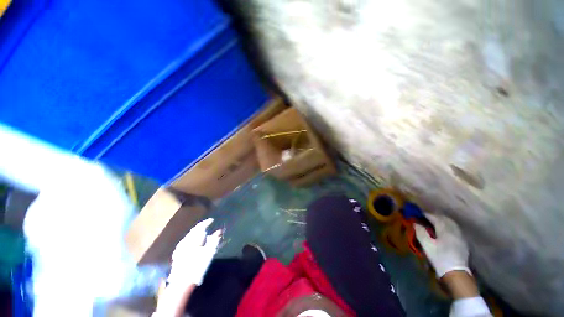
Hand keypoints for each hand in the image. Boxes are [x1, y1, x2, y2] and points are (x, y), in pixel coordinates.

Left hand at [167, 218, 221, 286]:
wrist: (181, 282)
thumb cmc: (197, 267)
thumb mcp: (208, 254)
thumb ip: (213, 241)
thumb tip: (219, 231)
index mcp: (192, 240)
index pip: (199, 227)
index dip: (206, 222)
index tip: (212, 220)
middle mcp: (184, 241)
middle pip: (193, 230)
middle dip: (201, 227)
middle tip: (207, 225)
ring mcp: (179, 248)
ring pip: (189, 235)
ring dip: (196, 232)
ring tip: (203, 232)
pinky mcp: (177, 253)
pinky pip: (185, 240)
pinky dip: (192, 238)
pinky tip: (194, 241)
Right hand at [415, 214, 469, 277]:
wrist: (456, 274)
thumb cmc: (439, 258)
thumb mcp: (427, 246)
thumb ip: (421, 232)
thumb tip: (416, 223)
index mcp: (445, 230)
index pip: (435, 218)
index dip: (427, 215)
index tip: (420, 213)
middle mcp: (454, 231)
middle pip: (445, 219)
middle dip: (436, 216)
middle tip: (427, 217)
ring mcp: (460, 237)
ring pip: (452, 224)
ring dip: (443, 221)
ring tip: (436, 222)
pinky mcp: (463, 243)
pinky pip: (456, 230)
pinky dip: (449, 227)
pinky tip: (446, 231)